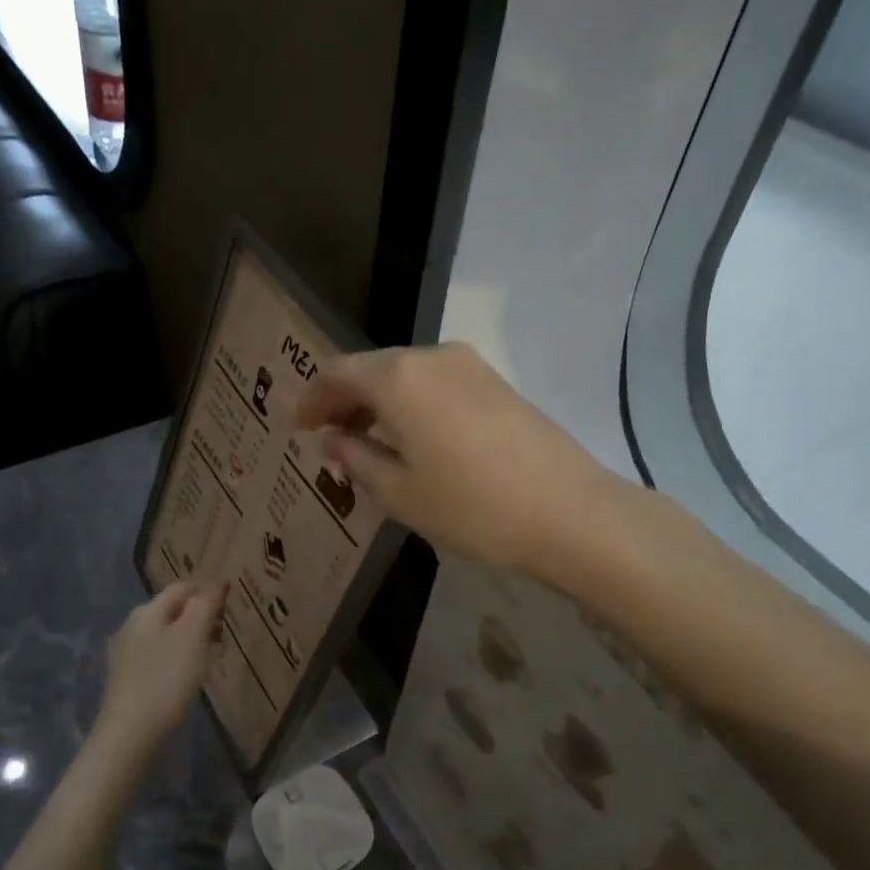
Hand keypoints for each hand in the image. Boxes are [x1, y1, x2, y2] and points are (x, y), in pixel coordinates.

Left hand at [94, 582, 224, 758]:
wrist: (130, 734)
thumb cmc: (166, 679)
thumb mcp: (193, 636)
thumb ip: (205, 605)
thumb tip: (216, 582)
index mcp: (147, 611)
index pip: (182, 587)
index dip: (207, 592)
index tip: (230, 608)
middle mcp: (132, 625)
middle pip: (172, 610)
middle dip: (199, 616)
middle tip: (224, 633)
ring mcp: (126, 653)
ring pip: (165, 633)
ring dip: (189, 638)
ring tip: (210, 655)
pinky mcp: (126, 678)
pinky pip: (157, 656)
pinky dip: (176, 657)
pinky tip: (186, 675)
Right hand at [296, 343, 614, 578]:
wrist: (571, 513)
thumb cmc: (473, 507)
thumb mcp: (400, 492)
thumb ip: (357, 459)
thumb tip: (333, 440)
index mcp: (399, 378)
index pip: (338, 373)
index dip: (313, 399)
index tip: (299, 427)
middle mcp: (433, 356)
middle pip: (373, 369)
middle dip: (345, 400)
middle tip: (329, 438)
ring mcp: (470, 366)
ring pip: (406, 375)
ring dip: (379, 403)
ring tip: (366, 444)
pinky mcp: (497, 383)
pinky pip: (436, 384)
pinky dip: (411, 404)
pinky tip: (411, 439)